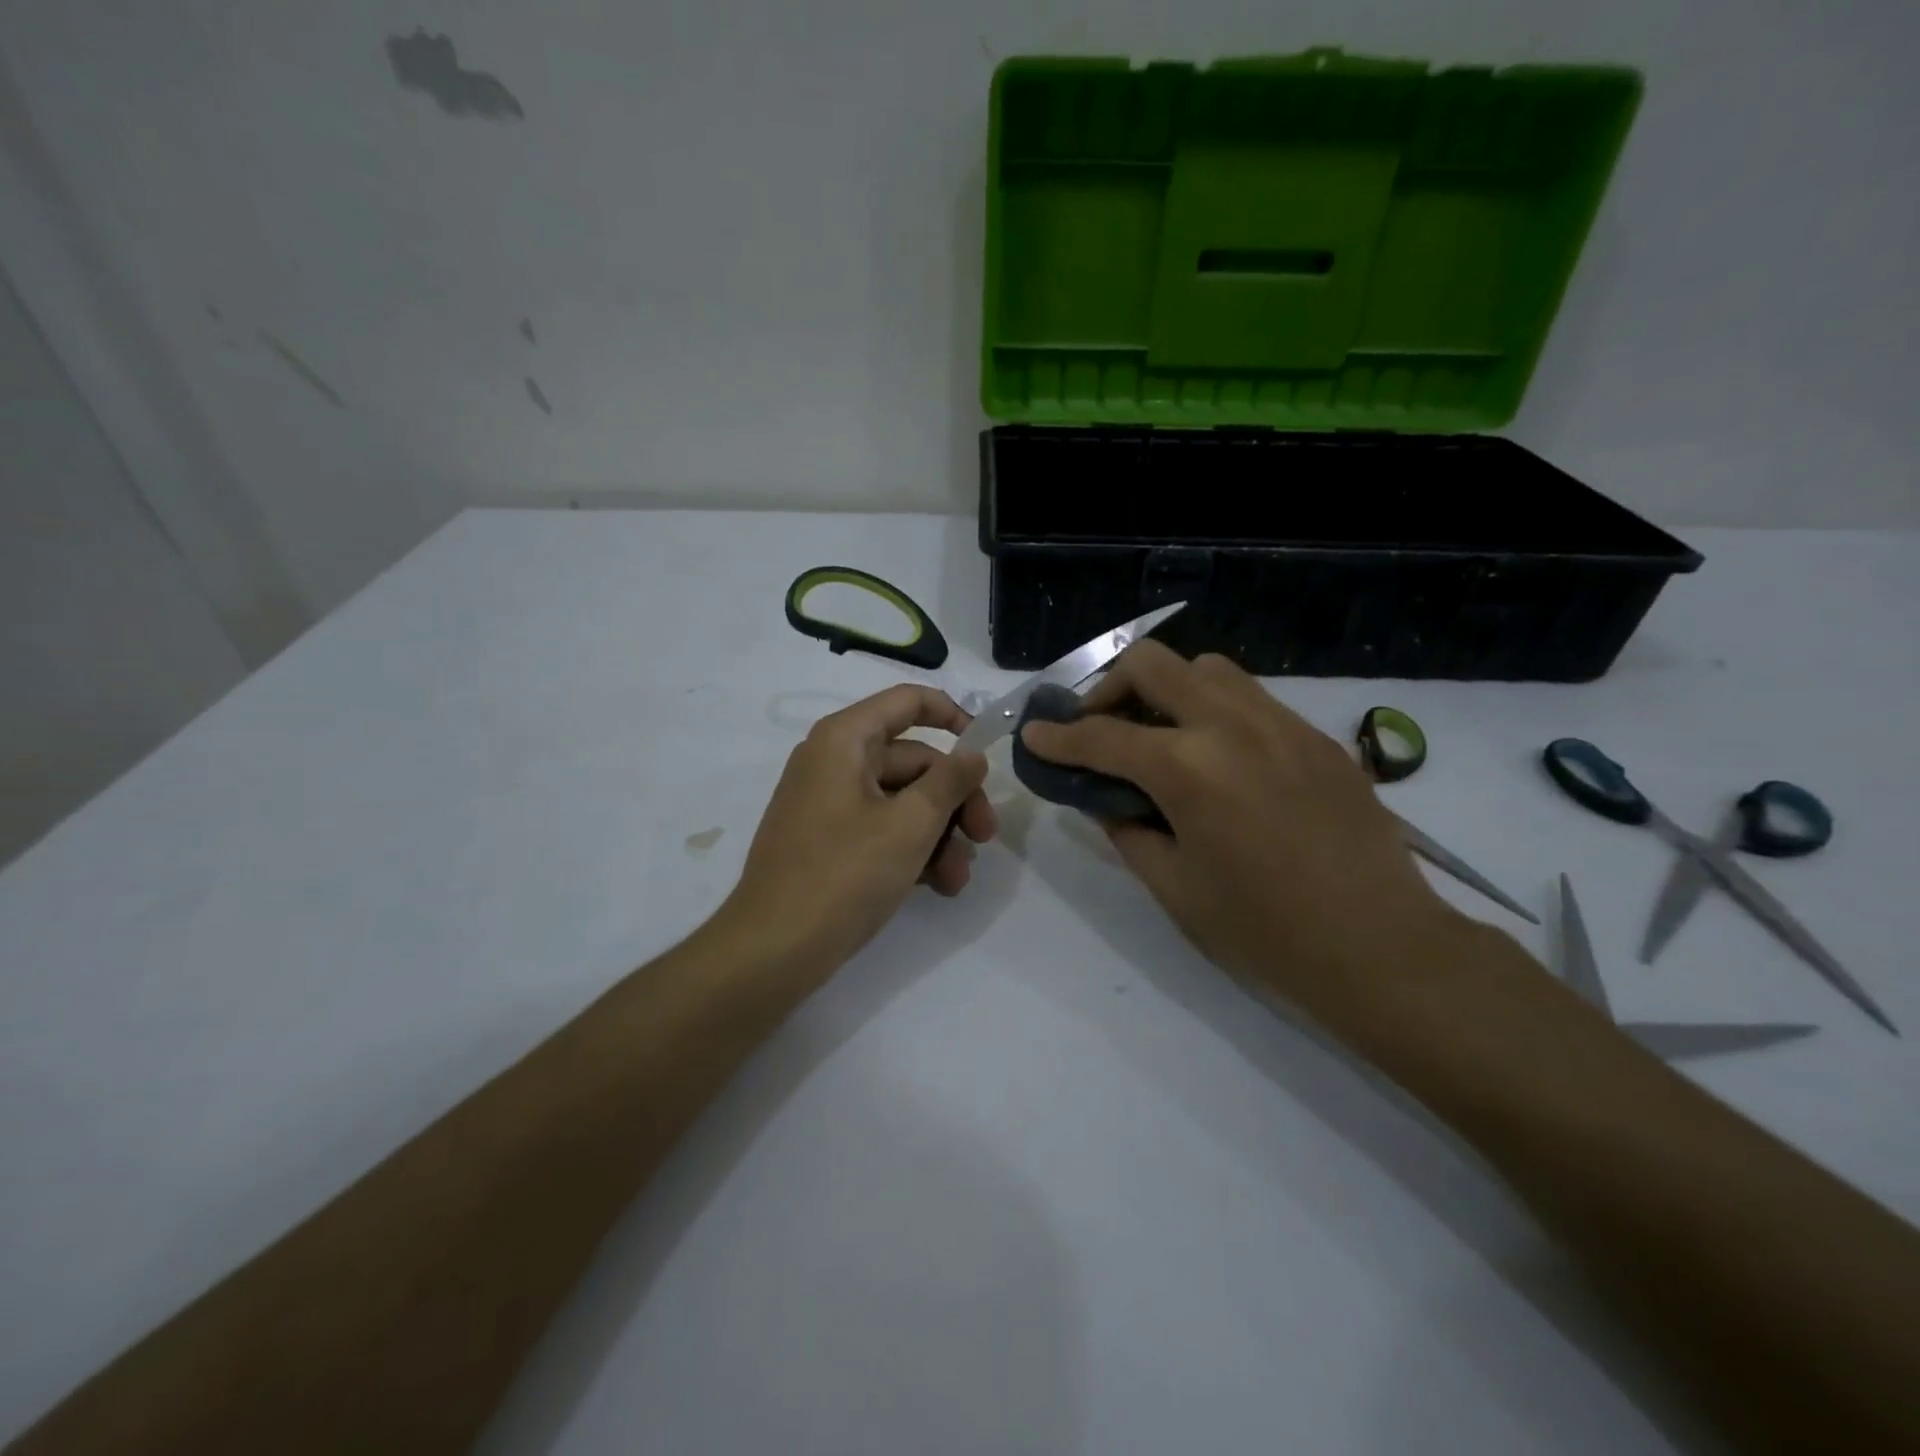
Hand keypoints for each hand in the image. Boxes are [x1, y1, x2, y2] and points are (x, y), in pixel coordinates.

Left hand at [718, 685, 996, 978]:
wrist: (773, 950)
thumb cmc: (844, 874)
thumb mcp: (910, 825)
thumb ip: (950, 781)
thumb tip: (974, 754)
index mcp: (845, 739)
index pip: (908, 701)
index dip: (954, 716)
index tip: (987, 751)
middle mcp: (832, 760)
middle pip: (912, 760)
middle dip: (954, 800)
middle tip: (985, 838)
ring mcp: (826, 802)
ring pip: (900, 800)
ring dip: (938, 834)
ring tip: (957, 879)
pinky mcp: (826, 840)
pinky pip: (879, 827)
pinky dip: (910, 849)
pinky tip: (936, 886)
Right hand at [1019, 643, 1462, 1004]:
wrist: (1380, 945)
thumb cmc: (1265, 930)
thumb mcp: (1175, 886)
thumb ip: (1127, 830)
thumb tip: (1104, 798)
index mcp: (1189, 769)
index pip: (1103, 736)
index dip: (1058, 736)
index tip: (1034, 734)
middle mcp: (1232, 726)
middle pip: (1153, 664)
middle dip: (1109, 687)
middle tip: (1099, 727)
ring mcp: (1281, 723)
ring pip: (1207, 668)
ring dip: (1167, 688)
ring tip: (1160, 733)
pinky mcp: (1315, 736)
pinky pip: (1251, 697)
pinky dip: (1214, 708)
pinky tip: (1217, 755)